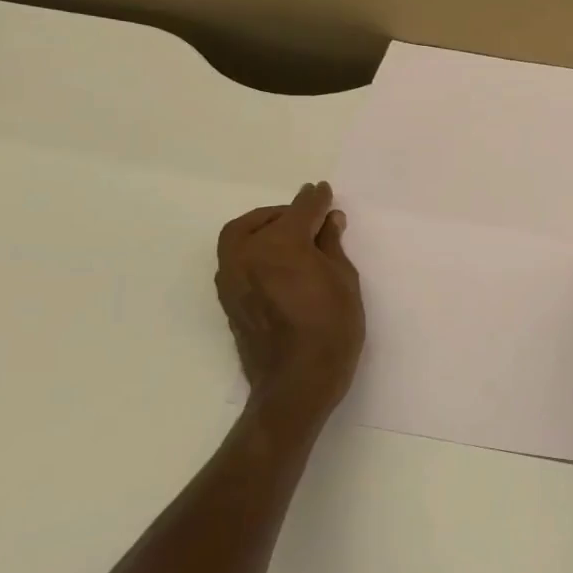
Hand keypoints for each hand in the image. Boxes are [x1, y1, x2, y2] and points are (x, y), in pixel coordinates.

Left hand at [216, 182, 364, 432]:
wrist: (297, 381)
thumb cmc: (332, 328)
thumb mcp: (344, 280)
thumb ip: (331, 245)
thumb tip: (328, 221)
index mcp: (281, 244)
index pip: (301, 210)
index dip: (317, 200)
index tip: (324, 191)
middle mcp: (248, 254)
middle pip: (264, 219)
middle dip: (286, 213)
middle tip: (310, 219)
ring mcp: (232, 277)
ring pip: (240, 236)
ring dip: (263, 228)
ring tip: (290, 237)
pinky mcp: (228, 298)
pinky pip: (235, 259)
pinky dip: (253, 250)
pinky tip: (276, 262)